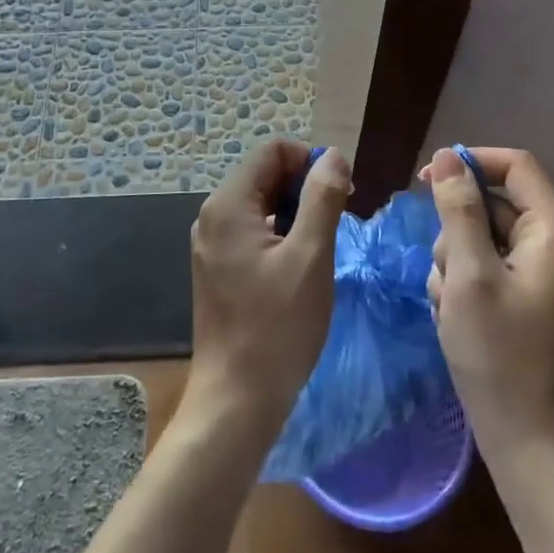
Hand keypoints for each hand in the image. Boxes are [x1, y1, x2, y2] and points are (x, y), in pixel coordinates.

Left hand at [184, 139, 352, 444]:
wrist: (236, 400)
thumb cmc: (278, 326)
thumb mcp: (311, 256)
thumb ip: (322, 198)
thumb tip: (332, 155)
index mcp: (228, 204)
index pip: (272, 151)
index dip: (309, 161)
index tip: (341, 193)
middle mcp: (213, 215)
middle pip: (265, 175)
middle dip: (305, 186)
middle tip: (338, 220)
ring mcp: (212, 243)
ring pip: (262, 203)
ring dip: (296, 211)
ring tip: (323, 245)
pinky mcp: (218, 267)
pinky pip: (253, 230)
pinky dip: (281, 234)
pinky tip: (301, 265)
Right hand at [424, 146, 553, 485]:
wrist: (528, 442)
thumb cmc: (499, 355)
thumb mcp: (468, 275)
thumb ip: (458, 210)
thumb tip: (447, 156)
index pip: (515, 165)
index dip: (471, 162)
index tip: (426, 180)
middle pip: (493, 203)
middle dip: (456, 230)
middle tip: (445, 272)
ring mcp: (540, 274)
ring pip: (481, 236)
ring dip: (454, 261)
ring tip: (449, 303)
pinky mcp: (525, 298)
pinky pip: (485, 266)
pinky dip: (463, 282)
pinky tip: (454, 316)